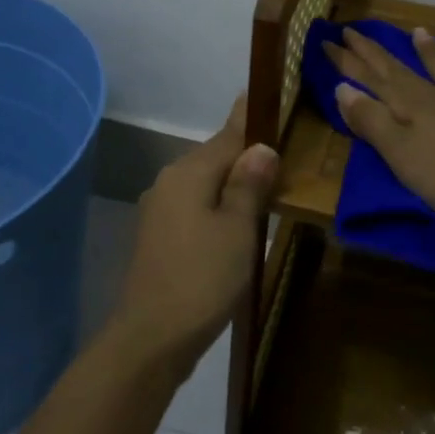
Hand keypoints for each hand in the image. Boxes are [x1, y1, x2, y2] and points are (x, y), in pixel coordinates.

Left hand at [107, 95, 276, 375]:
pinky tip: (237, 218)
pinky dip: (218, 205)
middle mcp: (169, 182)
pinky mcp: (159, 236)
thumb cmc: (202, 278)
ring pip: (205, 183)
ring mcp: (159, 210)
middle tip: (283, 149)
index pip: (228, 135)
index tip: (266, 95)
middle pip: (214, 157)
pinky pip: (195, 206)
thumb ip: (249, 185)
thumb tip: (261, 147)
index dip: (250, 118)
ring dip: (233, 182)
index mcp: (189, 173)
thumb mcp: (237, 229)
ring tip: (268, 182)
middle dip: (246, 153)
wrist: (151, 338)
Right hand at [325, 27, 434, 227]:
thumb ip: (372, 121)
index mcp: (414, 107)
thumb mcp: (400, 154)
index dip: (349, 62)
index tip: (328, 40)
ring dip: (433, 54)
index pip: (374, 79)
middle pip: (403, 72)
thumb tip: (342, 88)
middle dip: (376, 54)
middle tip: (354, 31)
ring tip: (420, 32)